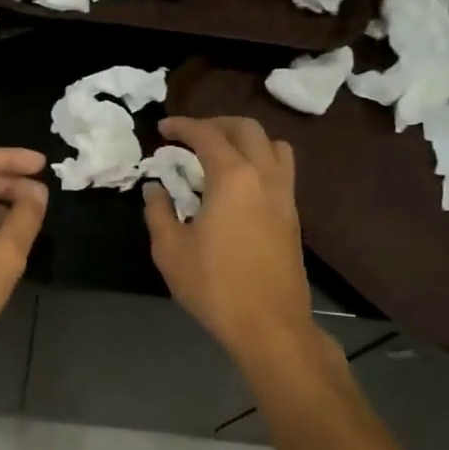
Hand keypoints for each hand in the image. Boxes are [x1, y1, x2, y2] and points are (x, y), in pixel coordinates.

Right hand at [143, 117, 313, 365]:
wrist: (269, 325)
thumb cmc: (214, 286)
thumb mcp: (170, 250)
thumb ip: (159, 212)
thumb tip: (155, 189)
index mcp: (233, 178)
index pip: (207, 135)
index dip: (182, 126)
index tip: (162, 129)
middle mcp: (264, 177)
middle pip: (247, 129)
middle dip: (216, 124)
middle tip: (190, 136)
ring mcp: (285, 196)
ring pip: (273, 145)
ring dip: (245, 139)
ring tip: (220, 154)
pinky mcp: (293, 216)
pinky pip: (281, 170)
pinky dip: (260, 160)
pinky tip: (238, 185)